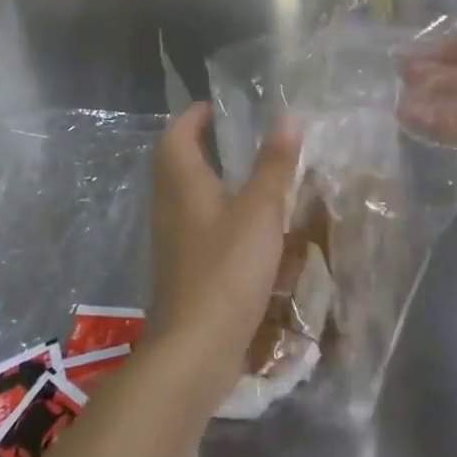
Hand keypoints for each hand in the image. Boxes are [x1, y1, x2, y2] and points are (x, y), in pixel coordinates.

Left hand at [149, 102, 302, 400]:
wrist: (194, 351)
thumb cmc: (226, 270)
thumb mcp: (260, 212)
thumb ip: (274, 166)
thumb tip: (287, 117)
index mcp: (183, 186)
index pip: (176, 137)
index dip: (192, 117)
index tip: (214, 105)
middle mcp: (170, 209)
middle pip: (174, 165)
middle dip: (198, 145)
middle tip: (231, 134)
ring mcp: (173, 243)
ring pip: (185, 197)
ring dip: (207, 179)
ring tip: (243, 173)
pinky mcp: (183, 271)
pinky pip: (195, 226)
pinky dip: (215, 213)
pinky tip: (243, 226)